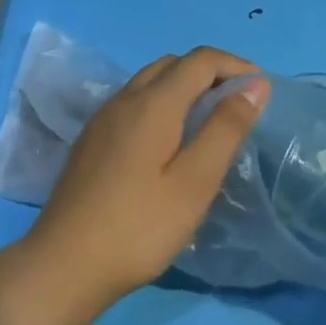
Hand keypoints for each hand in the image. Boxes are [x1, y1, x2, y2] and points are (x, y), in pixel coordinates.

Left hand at [24, 47, 266, 319]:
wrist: (64, 264)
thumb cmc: (139, 227)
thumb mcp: (194, 182)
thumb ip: (226, 129)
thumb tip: (255, 84)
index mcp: (152, 103)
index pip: (200, 60)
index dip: (234, 65)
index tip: (260, 89)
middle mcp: (124, 99)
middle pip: (173, 64)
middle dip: (210, 73)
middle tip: (238, 106)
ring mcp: (103, 118)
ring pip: (149, 81)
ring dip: (184, 86)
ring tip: (210, 122)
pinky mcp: (92, 139)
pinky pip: (133, 102)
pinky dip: (161, 103)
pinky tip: (170, 141)